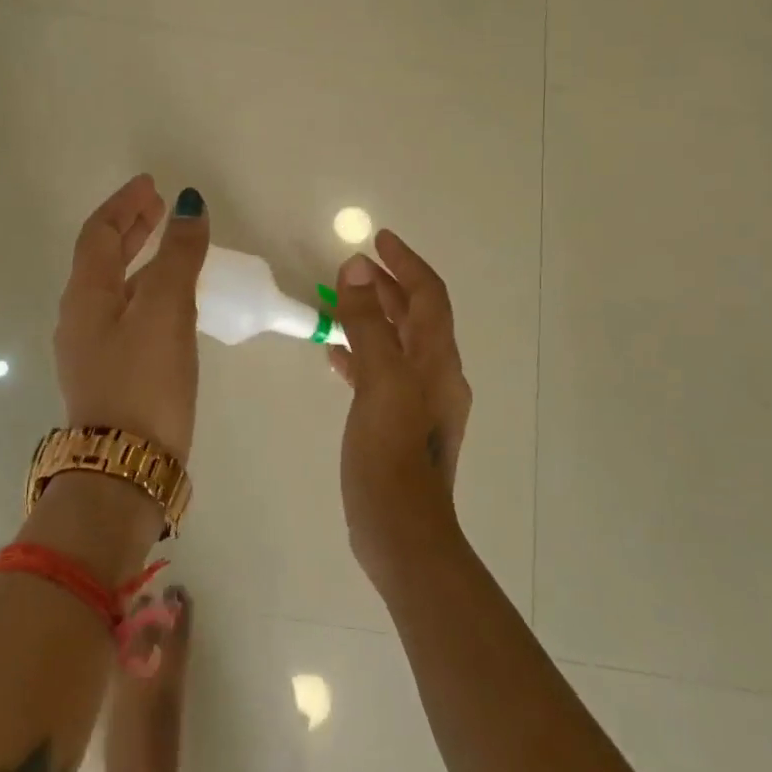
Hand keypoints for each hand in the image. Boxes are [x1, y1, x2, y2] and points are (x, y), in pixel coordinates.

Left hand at [54, 175, 210, 460]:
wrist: (125, 467)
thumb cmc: (144, 381)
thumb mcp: (166, 310)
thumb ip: (179, 257)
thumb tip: (190, 206)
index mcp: (85, 295)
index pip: (99, 233)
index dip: (125, 204)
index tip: (152, 185)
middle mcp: (80, 316)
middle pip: (101, 257)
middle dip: (130, 228)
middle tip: (160, 208)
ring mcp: (91, 348)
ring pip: (114, 287)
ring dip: (139, 259)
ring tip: (171, 248)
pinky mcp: (109, 373)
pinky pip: (124, 314)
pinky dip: (145, 291)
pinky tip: (170, 303)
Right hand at [329, 231, 473, 581]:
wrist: (402, 533)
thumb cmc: (391, 453)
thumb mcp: (379, 381)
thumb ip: (368, 324)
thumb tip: (357, 269)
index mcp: (437, 360)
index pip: (429, 295)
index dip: (406, 262)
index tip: (379, 238)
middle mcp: (436, 375)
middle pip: (416, 316)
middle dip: (388, 285)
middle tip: (354, 265)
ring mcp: (419, 403)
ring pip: (398, 343)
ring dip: (373, 317)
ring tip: (339, 301)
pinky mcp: (399, 425)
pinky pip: (382, 373)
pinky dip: (362, 354)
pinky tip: (335, 357)